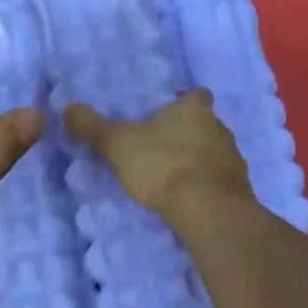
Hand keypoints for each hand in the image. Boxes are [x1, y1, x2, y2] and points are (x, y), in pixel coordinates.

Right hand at [64, 89, 252, 216]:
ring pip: (214, 153)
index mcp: (195, 109)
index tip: (166, 112)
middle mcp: (220, 128)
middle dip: (187, 133)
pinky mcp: (239, 191)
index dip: (182, 101)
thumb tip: (68, 107)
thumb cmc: (164, 166)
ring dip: (198, 160)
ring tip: (172, 175)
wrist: (208, 213)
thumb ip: (93, 127)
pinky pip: (219, 181)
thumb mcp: (119, 144)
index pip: (195, 94)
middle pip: (205, 123)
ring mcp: (234, 160)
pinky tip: (188, 199)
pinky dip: (206, 186)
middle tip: (160, 145)